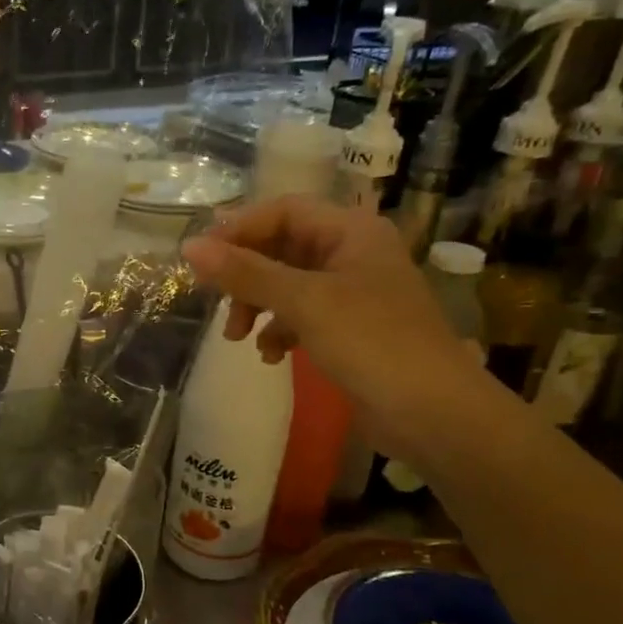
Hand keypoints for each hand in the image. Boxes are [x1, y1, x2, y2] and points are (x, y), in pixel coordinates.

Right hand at [181, 198, 490, 458]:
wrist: (433, 412)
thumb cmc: (372, 343)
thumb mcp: (304, 302)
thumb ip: (245, 273)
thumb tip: (189, 247)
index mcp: (351, 231)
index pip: (283, 210)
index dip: (239, 229)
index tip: (201, 260)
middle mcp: (352, 253)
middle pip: (281, 247)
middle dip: (245, 275)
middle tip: (216, 302)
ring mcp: (352, 292)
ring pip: (286, 284)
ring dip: (256, 306)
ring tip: (239, 339)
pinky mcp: (349, 328)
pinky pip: (300, 315)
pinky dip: (279, 330)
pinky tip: (271, 356)